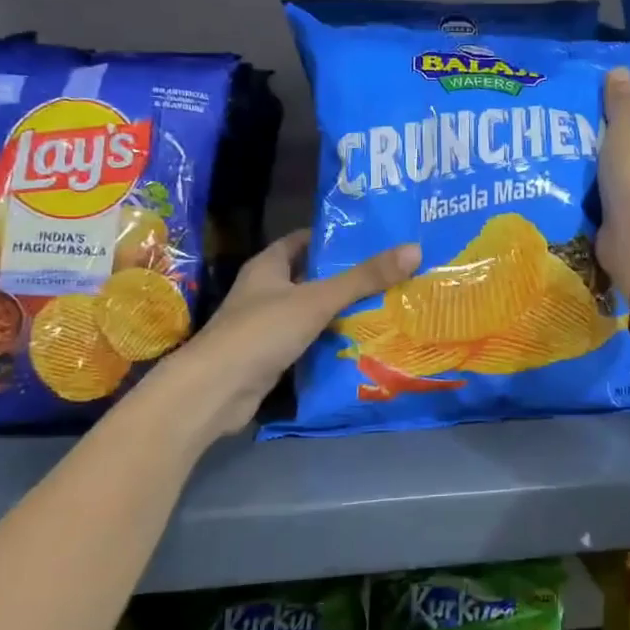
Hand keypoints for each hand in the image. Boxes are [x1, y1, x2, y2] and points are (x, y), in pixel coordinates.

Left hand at [161, 230, 419, 434]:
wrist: (215, 391)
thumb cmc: (262, 331)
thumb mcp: (318, 299)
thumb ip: (364, 278)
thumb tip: (414, 249)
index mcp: (269, 266)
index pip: (304, 240)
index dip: (335, 238)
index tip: (372, 238)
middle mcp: (266, 291)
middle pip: (312, 276)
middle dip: (347, 276)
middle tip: (391, 273)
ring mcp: (267, 325)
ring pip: (312, 311)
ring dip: (342, 311)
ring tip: (389, 305)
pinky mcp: (272, 356)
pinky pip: (309, 341)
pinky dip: (332, 340)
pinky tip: (363, 342)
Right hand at [596, 66, 629, 290]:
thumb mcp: (624, 132)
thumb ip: (620, 102)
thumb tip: (620, 70)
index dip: (628, 119)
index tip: (605, 129)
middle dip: (626, 147)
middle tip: (598, 150)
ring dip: (623, 174)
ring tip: (596, 174)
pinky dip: (623, 198)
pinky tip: (602, 198)